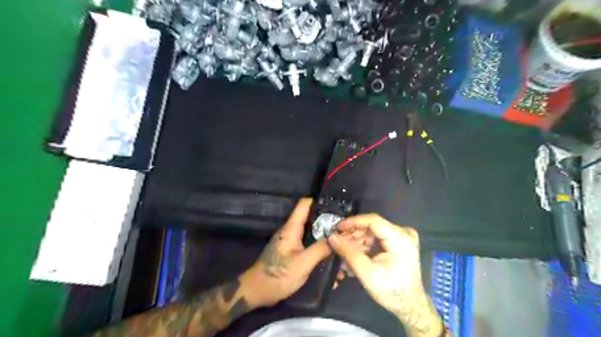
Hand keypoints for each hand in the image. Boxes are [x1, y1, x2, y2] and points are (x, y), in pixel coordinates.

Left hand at [239, 199, 330, 308]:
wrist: (257, 291)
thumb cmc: (278, 275)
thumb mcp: (303, 263)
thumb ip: (321, 249)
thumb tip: (338, 236)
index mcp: (291, 228)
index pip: (304, 204)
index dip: (319, 200)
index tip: (337, 204)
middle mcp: (290, 230)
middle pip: (311, 218)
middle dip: (328, 221)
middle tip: (345, 226)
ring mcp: (290, 241)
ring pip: (310, 232)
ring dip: (324, 236)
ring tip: (341, 242)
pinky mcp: (291, 251)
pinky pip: (307, 243)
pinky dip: (318, 247)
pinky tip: (330, 257)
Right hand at [328, 215, 439, 335]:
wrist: (410, 304)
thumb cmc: (391, 292)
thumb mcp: (367, 274)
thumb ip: (349, 253)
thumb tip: (332, 237)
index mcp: (400, 239)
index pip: (373, 221)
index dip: (353, 222)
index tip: (337, 228)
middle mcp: (403, 232)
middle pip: (372, 226)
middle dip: (353, 234)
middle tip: (338, 243)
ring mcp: (402, 236)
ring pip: (373, 231)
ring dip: (357, 240)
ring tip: (344, 251)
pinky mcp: (399, 241)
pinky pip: (377, 237)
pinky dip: (365, 244)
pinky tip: (355, 253)